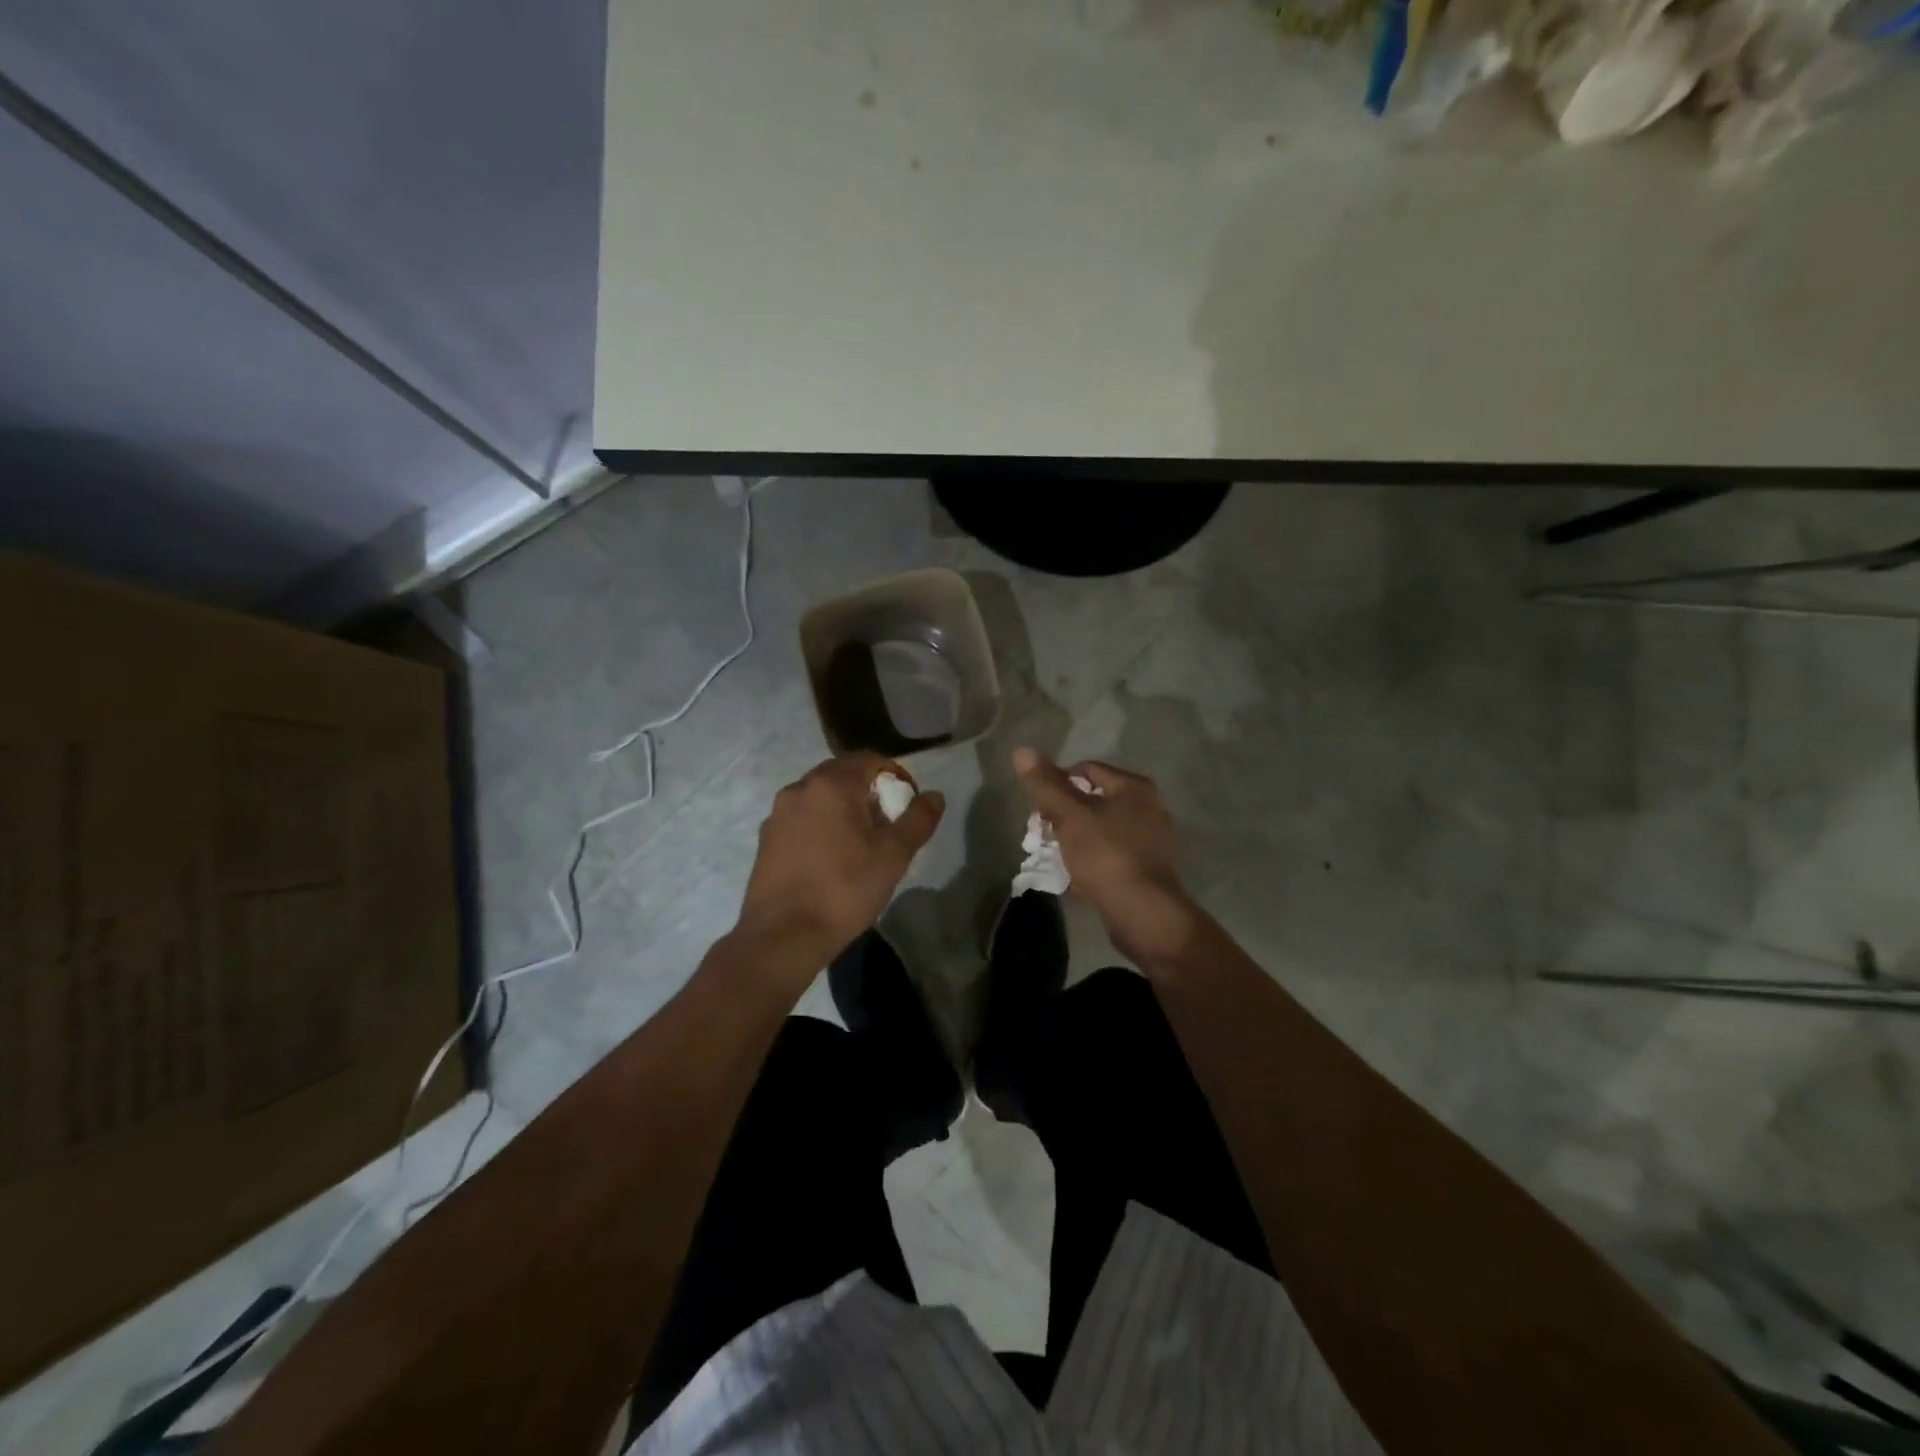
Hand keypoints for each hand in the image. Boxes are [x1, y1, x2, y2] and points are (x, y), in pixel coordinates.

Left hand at [737, 753, 944, 967]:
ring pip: (820, 797)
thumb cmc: (844, 889)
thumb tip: (934, 796)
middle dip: (869, 792)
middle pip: (842, 774)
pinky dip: (822, 825)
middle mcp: (799, 788)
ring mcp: (778, 813)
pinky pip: (802, 818)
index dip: (895, 775)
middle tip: (888, 823)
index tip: (908, 804)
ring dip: (844, 808)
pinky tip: (831, 858)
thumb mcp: (894, 855)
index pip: (869, 759)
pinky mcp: (766, 839)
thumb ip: (918, 819)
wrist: (783, 935)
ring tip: (861, 843)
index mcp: (831, 784)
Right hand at [1011, 748, 1198, 966]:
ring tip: (1056, 858)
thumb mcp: (1070, 816)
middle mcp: (1147, 807)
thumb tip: (1021, 750)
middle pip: (1092, 799)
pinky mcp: (1146, 868)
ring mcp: (1150, 839)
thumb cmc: (1106, 856)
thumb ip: (1045, 785)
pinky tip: (1076, 878)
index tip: (1038, 810)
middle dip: (1063, 816)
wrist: (1145, 914)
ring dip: (1074, 840)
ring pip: (1099, 829)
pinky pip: (1110, 854)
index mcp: (1133, 787)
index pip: (1085, 769)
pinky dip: (1091, 861)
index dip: (1056, 784)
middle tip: (1043, 836)